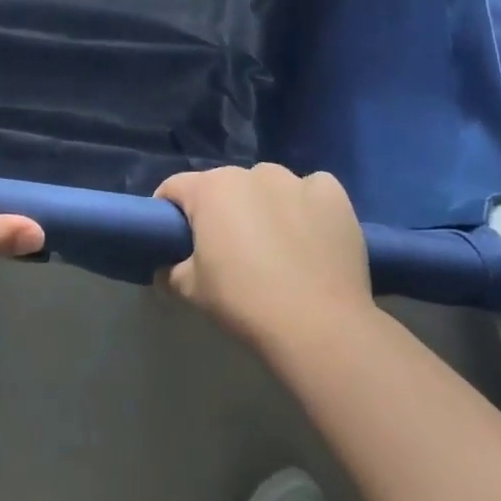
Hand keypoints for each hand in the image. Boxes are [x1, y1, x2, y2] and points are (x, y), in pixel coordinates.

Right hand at [155, 162, 371, 350]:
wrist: (319, 327)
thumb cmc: (245, 302)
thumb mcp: (192, 291)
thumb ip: (172, 271)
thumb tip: (167, 268)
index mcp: (210, 189)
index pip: (175, 187)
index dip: (169, 209)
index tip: (174, 236)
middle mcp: (251, 173)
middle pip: (225, 186)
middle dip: (222, 210)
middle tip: (228, 249)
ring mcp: (295, 180)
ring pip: (269, 185)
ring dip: (264, 205)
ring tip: (276, 244)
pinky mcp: (332, 194)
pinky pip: (311, 191)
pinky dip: (306, 206)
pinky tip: (312, 236)